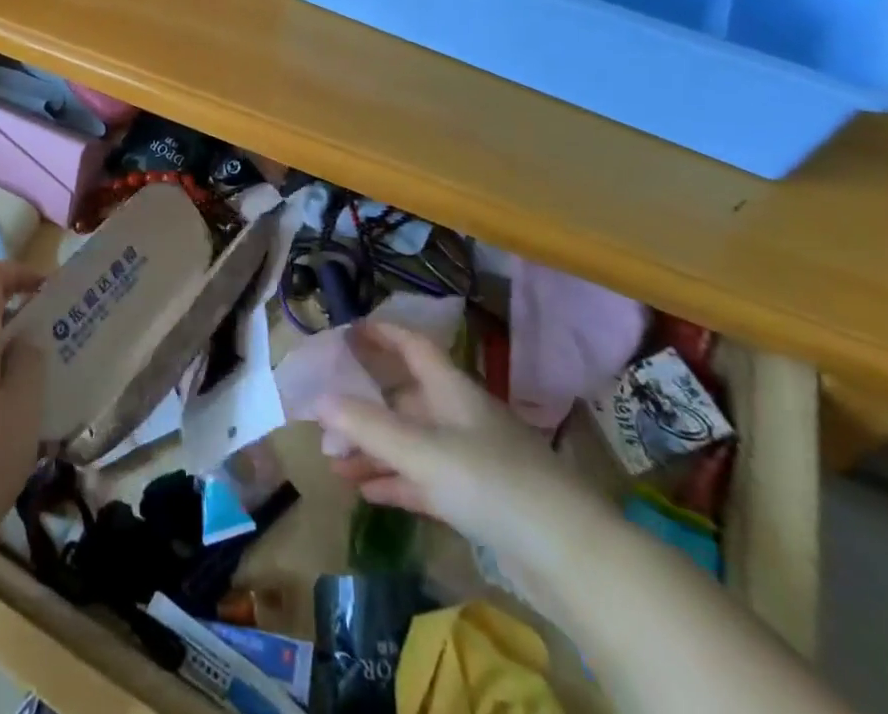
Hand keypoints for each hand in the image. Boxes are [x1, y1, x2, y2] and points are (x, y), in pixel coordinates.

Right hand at [321, 321, 603, 562]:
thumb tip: (317, 400)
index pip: (412, 346)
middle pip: (404, 399)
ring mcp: (470, 458)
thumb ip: (368, 426)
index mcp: (451, 389)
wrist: (570, 555)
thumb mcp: (423, 450)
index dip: (382, 334)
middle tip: (325, 418)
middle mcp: (459, 415)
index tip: (348, 331)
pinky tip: (366, 492)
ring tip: (334, 462)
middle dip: (364, 406)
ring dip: (374, 450)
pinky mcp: (477, 500)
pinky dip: (395, 482)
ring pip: (411, 443)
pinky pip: (424, 480)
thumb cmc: (493, 481)